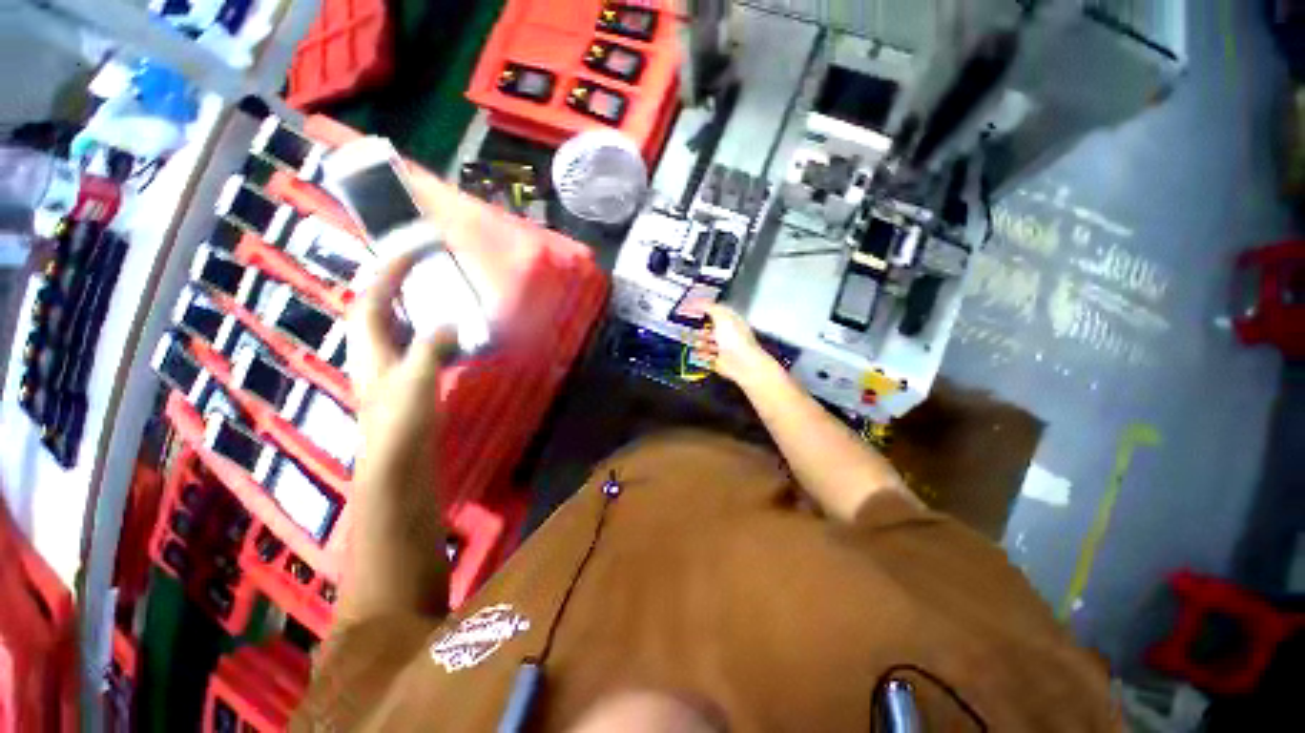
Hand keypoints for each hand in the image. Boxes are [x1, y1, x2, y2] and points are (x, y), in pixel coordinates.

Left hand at [348, 249, 456, 469]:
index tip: (416, 248)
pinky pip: (418, 344)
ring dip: (415, 305)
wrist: (398, 464)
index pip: (373, 296)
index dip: (390, 269)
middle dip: (397, 282)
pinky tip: (452, 335)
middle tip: (425, 266)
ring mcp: (391, 366)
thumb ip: (430, 346)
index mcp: (369, 346)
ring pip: (399, 325)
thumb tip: (449, 322)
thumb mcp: (415, 379)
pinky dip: (432, 331)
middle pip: (379, 306)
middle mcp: (375, 351)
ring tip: (439, 292)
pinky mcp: (408, 381)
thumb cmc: (400, 421)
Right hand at [693, 304, 781, 389]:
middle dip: (701, 328)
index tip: (692, 308)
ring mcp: (724, 349)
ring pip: (708, 344)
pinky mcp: (719, 362)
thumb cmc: (734, 338)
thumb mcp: (722, 317)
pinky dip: (701, 355)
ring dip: (699, 342)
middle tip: (688, 327)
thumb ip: (709, 307)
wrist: (742, 364)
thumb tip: (697, 301)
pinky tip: (695, 353)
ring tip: (693, 341)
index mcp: (732, 321)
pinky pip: (707, 358)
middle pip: (712, 329)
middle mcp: (728, 334)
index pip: (718, 312)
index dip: (705, 309)